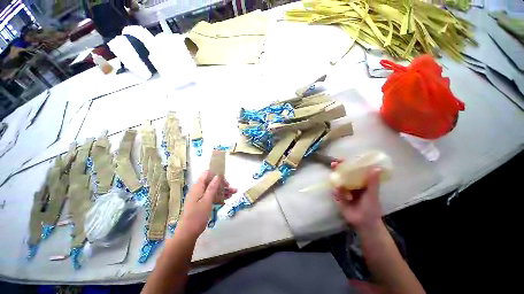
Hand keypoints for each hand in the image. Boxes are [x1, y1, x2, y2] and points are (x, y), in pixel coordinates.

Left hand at [177, 171, 236, 237]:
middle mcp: (198, 190)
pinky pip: (211, 196)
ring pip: (213, 189)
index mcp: (198, 187)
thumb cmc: (197, 216)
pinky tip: (226, 199)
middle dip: (222, 184)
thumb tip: (217, 176)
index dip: (215, 174)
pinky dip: (219, 197)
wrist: (188, 233)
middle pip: (211, 182)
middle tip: (231, 188)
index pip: (206, 174)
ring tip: (233, 193)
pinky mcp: (201, 203)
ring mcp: (199, 197)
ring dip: (223, 191)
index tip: (224, 178)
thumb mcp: (207, 201)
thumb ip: (212, 188)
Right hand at [331, 161, 382, 232]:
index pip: (353, 169)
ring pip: (337, 181)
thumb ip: (373, 182)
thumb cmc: (371, 208)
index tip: (343, 158)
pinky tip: (341, 196)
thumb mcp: (372, 194)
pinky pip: (334, 191)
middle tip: (333, 164)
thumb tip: (376, 168)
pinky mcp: (338, 197)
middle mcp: (350, 184)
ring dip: (335, 179)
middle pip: (342, 173)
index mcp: (360, 181)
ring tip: (336, 182)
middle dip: (337, 168)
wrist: (364, 223)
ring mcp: (343, 190)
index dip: (347, 163)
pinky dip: (336, 192)